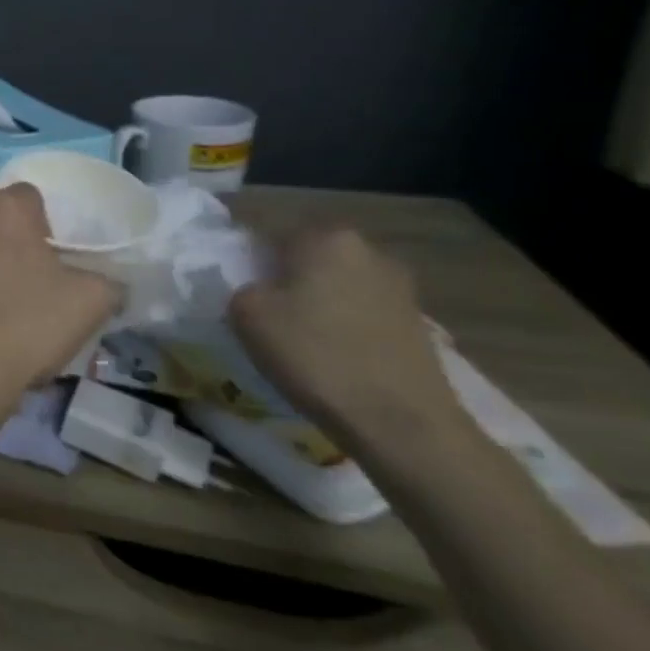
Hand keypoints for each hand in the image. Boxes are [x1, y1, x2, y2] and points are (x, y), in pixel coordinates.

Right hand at [229, 229, 469, 455]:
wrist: (401, 422)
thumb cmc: (314, 355)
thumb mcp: (246, 313)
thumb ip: (241, 285)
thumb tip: (255, 286)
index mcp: (325, 237)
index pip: (270, 228)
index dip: (245, 253)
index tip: (233, 279)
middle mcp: (368, 250)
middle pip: (308, 252)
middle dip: (284, 272)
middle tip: (261, 304)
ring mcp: (400, 286)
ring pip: (337, 280)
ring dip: (315, 297)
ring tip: (294, 331)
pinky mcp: (416, 321)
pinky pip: (361, 308)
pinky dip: (341, 321)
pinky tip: (328, 350)